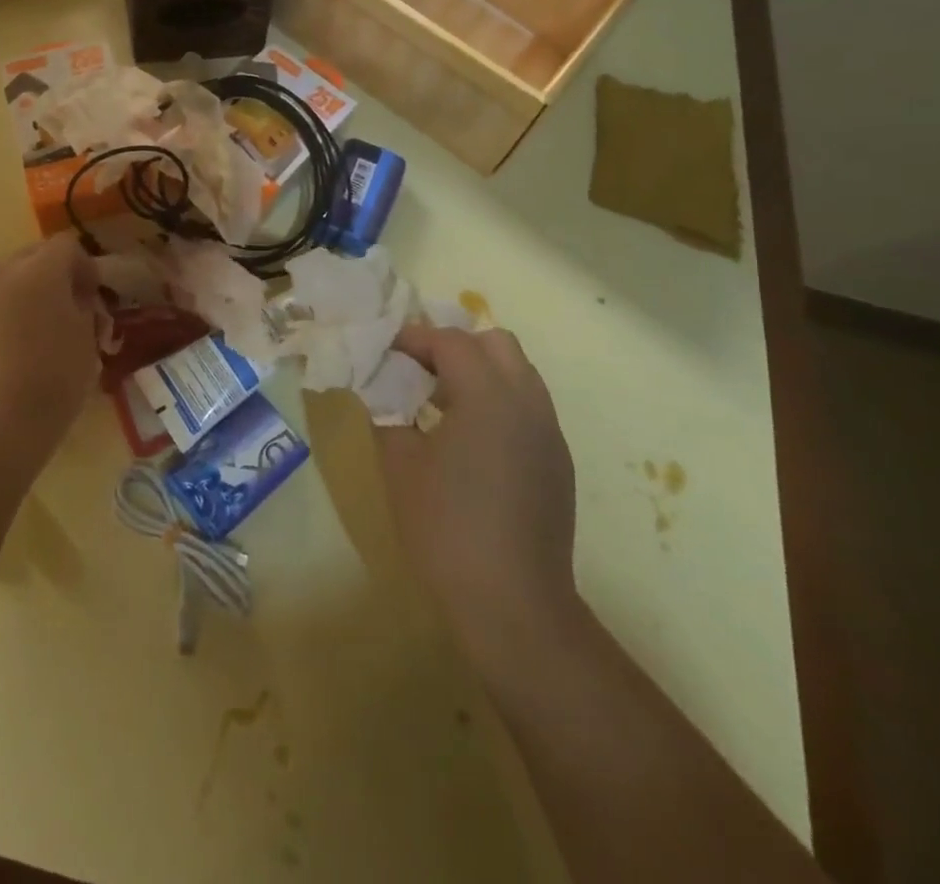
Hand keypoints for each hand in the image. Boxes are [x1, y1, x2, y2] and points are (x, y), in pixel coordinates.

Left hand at [0, 233, 99, 471]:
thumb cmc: (52, 380)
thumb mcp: (87, 342)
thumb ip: (84, 309)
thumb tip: (76, 300)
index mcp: (40, 271)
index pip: (67, 246)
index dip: (86, 267)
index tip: (94, 299)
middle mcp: (2, 273)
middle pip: (33, 256)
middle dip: (55, 277)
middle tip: (71, 312)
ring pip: (7, 280)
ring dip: (27, 294)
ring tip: (41, 332)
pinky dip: (5, 316)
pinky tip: (14, 351)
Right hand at [377, 324, 579, 671]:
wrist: (513, 603)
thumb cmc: (446, 527)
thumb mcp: (400, 465)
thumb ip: (388, 415)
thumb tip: (380, 391)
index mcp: (487, 395)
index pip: (451, 341)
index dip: (415, 338)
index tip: (387, 350)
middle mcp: (527, 402)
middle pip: (496, 343)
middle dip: (456, 346)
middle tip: (420, 371)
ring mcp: (549, 432)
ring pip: (518, 373)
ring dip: (481, 372)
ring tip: (444, 403)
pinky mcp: (558, 461)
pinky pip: (528, 407)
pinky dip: (499, 402)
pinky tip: (472, 440)